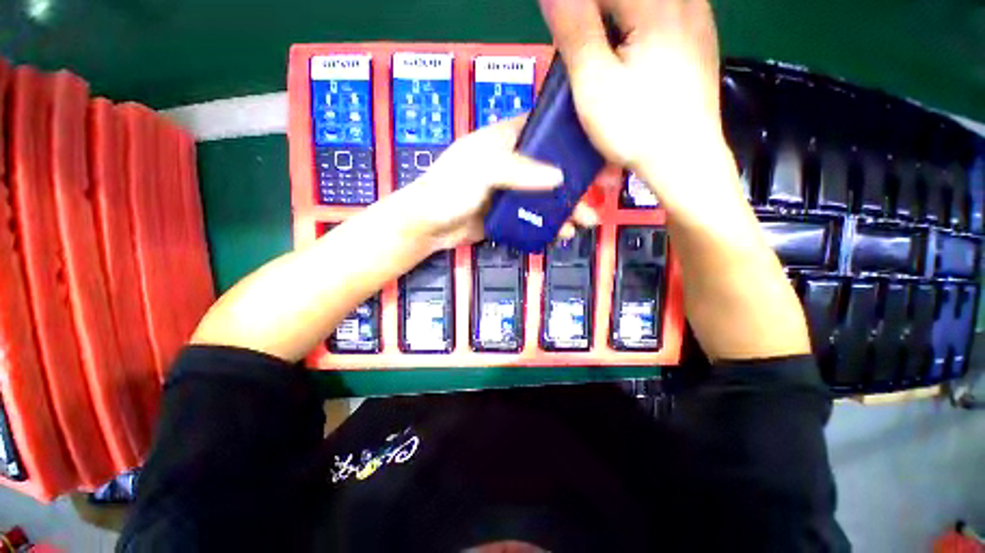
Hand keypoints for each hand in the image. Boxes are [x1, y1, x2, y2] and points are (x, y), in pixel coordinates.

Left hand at [399, 116, 600, 250]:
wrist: (429, 225)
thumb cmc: (450, 189)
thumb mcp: (483, 170)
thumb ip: (520, 170)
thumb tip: (559, 177)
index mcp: (504, 140)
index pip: (542, 130)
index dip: (569, 137)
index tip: (596, 150)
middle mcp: (511, 163)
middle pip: (551, 167)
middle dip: (576, 180)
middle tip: (602, 192)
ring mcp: (511, 191)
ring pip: (546, 195)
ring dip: (567, 208)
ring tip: (586, 221)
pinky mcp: (508, 214)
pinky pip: (535, 216)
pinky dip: (550, 224)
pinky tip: (563, 233)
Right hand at [539, 0, 741, 219]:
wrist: (684, 160)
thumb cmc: (636, 127)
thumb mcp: (595, 83)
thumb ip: (574, 30)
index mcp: (655, 5)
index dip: (575, 12)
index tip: (566, 40)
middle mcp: (682, 0)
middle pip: (623, 0)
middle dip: (593, 17)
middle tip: (579, 50)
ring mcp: (696, 17)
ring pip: (642, 7)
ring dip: (613, 22)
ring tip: (601, 56)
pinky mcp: (698, 38)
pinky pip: (663, 14)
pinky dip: (636, 27)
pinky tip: (630, 55)